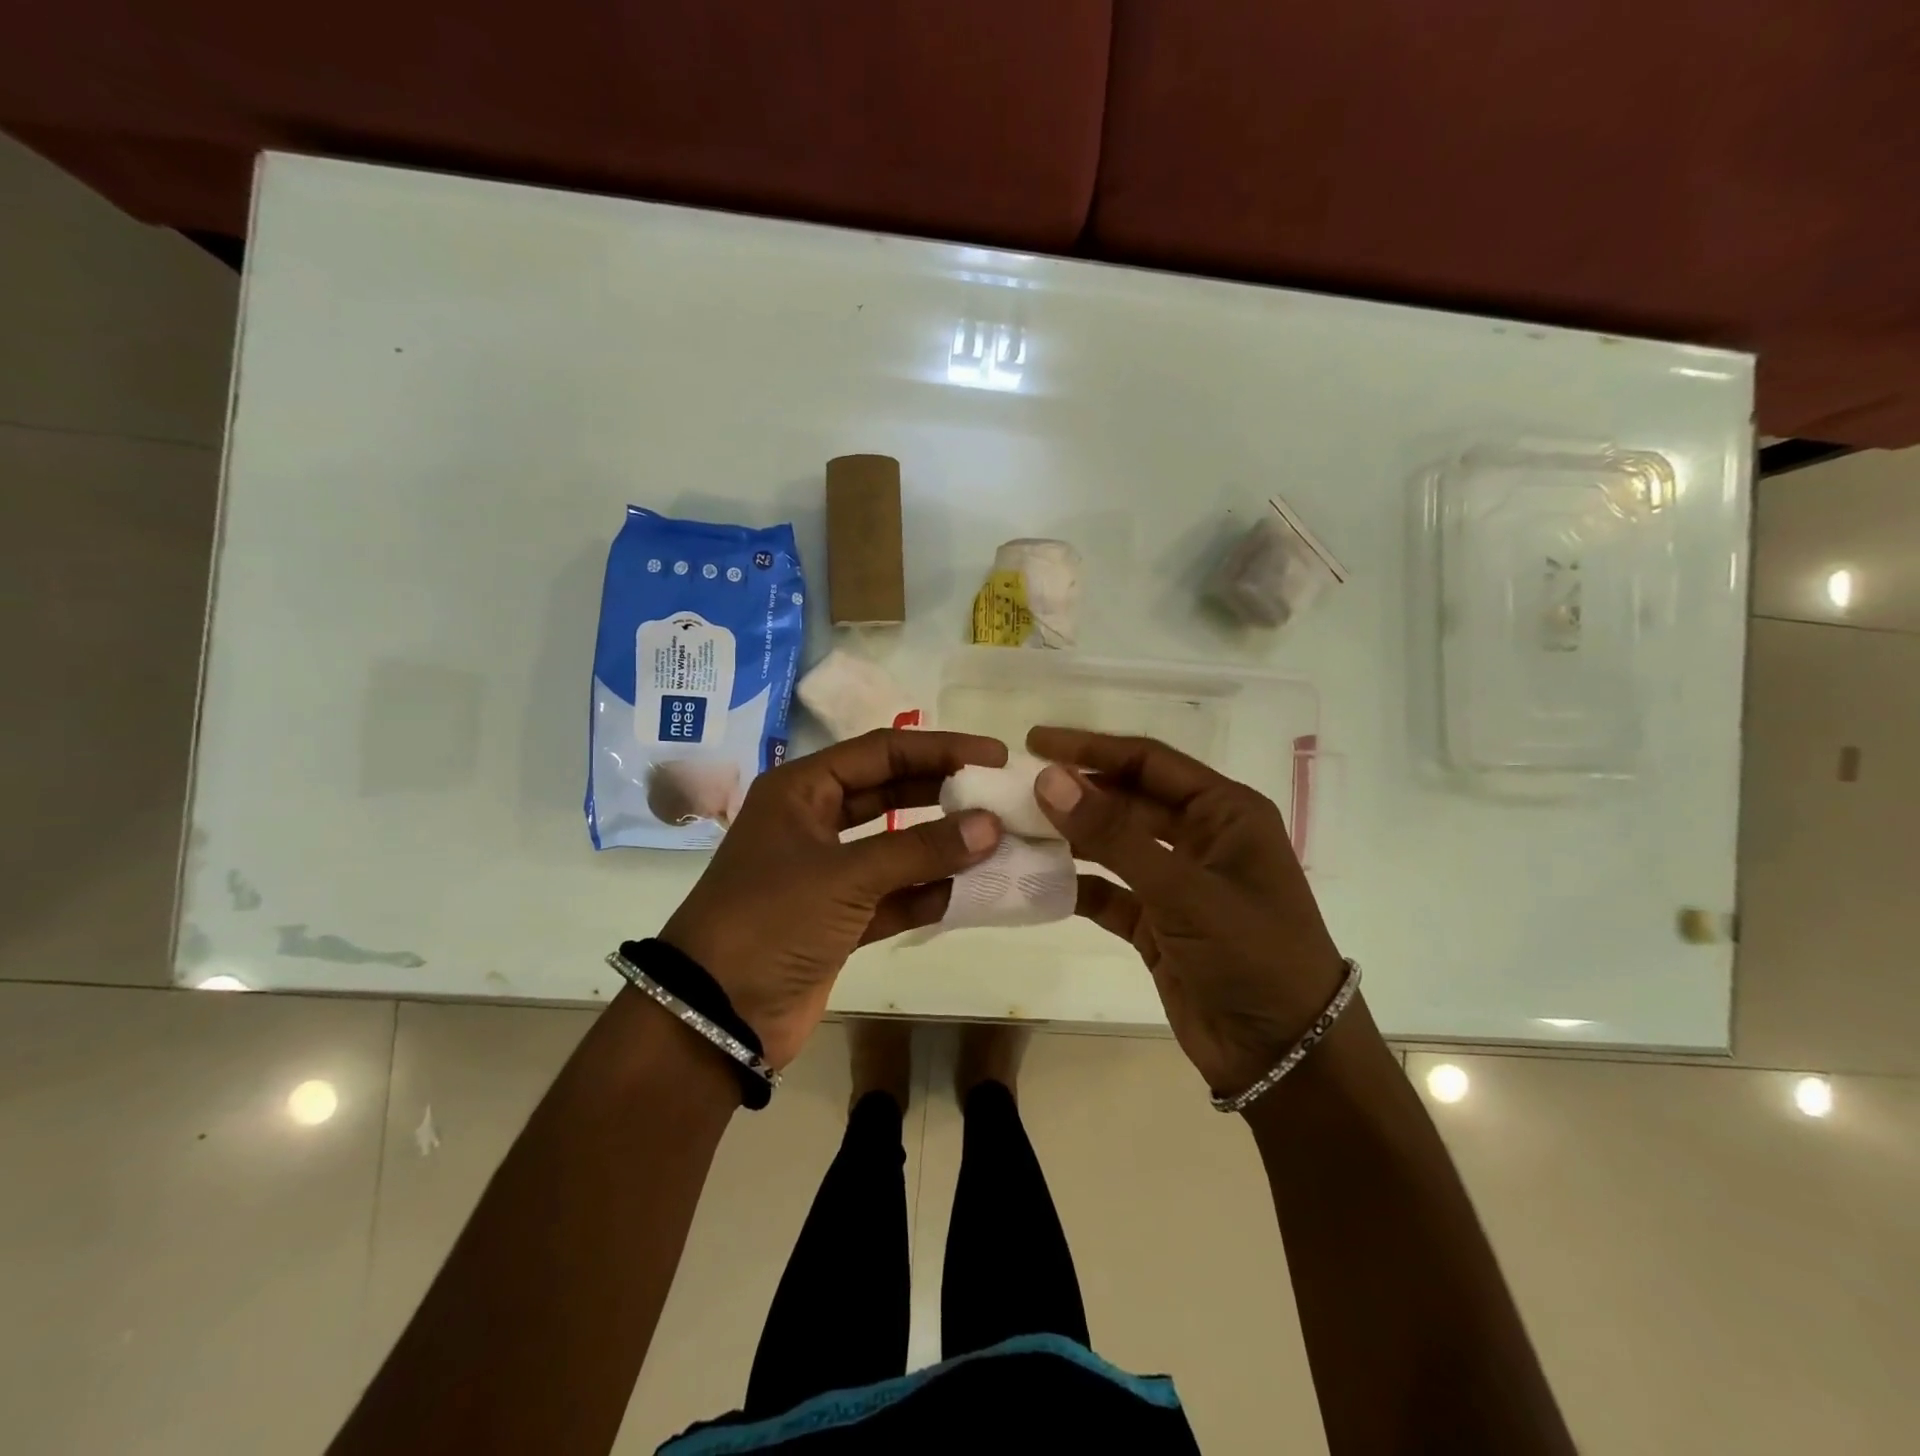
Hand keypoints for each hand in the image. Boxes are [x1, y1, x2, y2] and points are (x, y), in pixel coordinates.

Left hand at [660, 730, 1005, 1067]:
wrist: (715, 1017)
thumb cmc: (770, 922)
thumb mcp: (845, 876)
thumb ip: (920, 850)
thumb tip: (990, 826)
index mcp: (802, 791)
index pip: (882, 751)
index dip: (940, 749)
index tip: (994, 757)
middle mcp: (814, 822)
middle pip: (890, 792)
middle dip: (943, 793)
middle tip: (999, 795)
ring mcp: (826, 873)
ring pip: (895, 846)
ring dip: (940, 846)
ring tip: (996, 843)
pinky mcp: (837, 919)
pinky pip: (892, 895)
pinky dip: (925, 894)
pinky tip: (966, 893)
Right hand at [1027, 727, 1346, 1096]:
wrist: (1285, 1058)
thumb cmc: (1251, 955)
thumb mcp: (1183, 888)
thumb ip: (1113, 834)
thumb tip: (1048, 778)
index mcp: (1225, 812)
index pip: (1149, 762)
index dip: (1092, 748)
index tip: (1035, 741)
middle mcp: (1201, 839)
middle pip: (1127, 800)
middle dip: (1076, 794)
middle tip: (1015, 789)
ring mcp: (1177, 883)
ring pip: (1114, 846)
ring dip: (1070, 838)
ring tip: (1014, 828)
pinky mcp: (1157, 924)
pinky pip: (1108, 893)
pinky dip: (1076, 887)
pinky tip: (1035, 882)